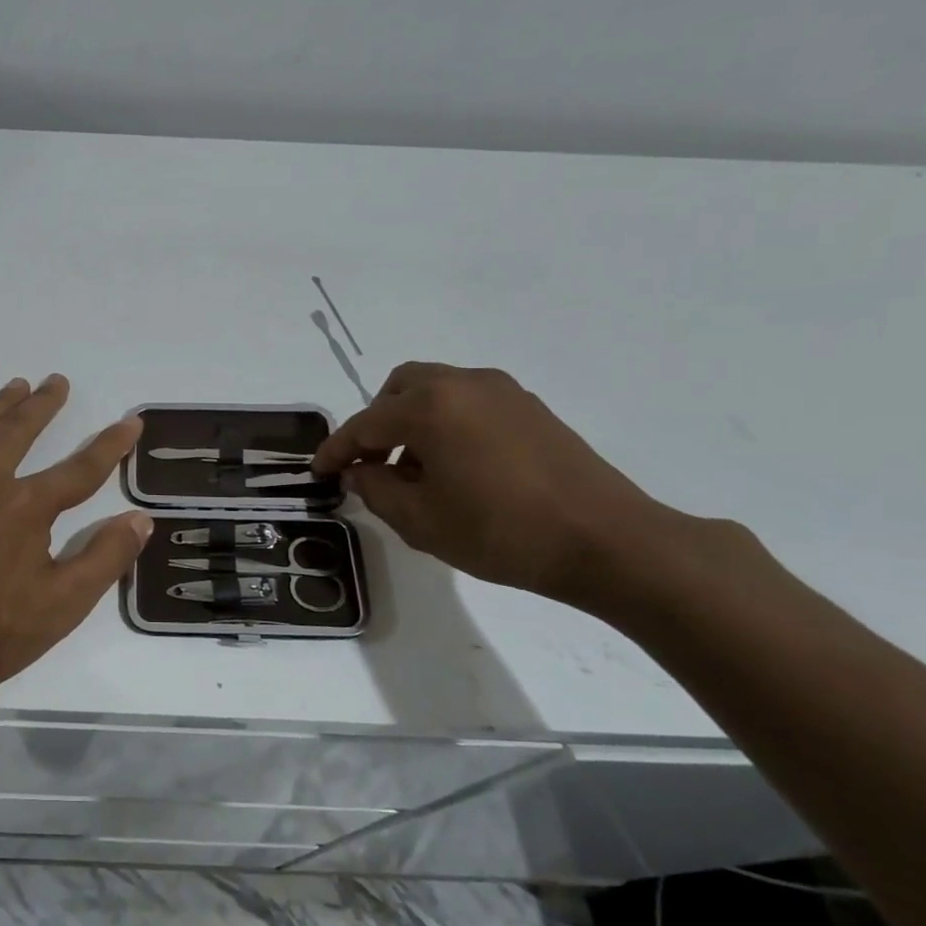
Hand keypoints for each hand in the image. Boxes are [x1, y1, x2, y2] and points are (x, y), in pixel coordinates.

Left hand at [0, 375, 151, 699]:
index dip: (110, 445)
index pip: (81, 469)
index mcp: (27, 507)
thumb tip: (141, 520)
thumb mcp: (61, 607)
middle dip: (43, 405)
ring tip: (15, 386)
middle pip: (19, 431)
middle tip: (57, 382)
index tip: (131, 421)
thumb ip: (104, 559)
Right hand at [312, 362, 667, 600]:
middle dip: (375, 423)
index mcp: (429, 407)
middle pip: (398, 390)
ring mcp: (502, 391)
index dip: (336, 450)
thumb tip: (359, 472)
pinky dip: (446, 422)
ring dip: (411, 420)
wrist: (607, 541)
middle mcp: (462, 384)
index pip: (365, 425)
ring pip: (435, 390)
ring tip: (414, 469)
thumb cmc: (501, 532)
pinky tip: (456, 465)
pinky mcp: (530, 407)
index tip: (318, 472)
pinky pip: (468, 402)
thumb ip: (376, 490)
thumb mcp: (421, 521)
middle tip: (371, 464)